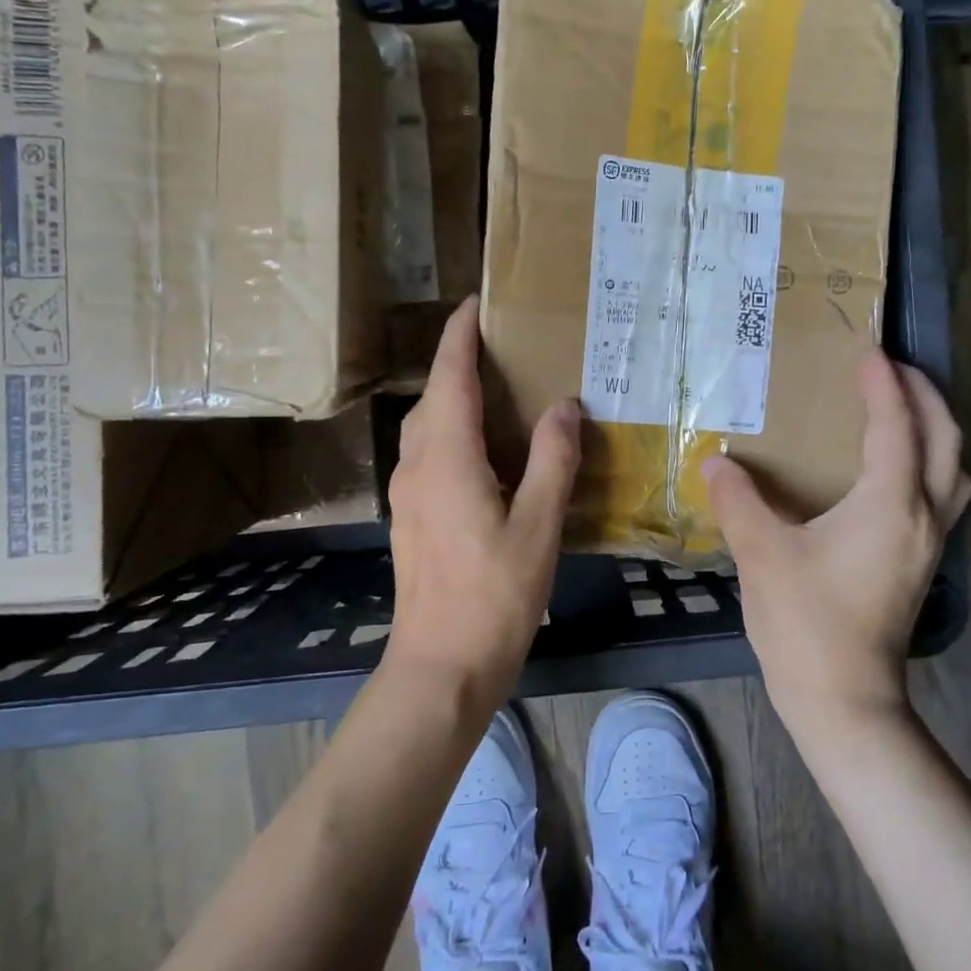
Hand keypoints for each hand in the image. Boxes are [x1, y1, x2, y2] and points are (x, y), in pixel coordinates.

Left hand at [385, 298, 580, 708]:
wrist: (440, 666)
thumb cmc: (493, 597)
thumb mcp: (537, 527)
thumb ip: (551, 460)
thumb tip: (564, 406)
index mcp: (447, 459)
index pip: (449, 378)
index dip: (459, 336)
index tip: (475, 303)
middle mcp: (417, 467)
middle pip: (433, 398)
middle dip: (457, 363)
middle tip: (500, 347)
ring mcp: (407, 495)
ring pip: (426, 427)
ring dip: (453, 399)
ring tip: (495, 392)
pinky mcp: (411, 519)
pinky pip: (428, 455)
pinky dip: (451, 432)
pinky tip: (485, 453)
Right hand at [702, 350, 970, 739]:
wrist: (843, 700)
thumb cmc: (806, 622)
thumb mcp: (763, 554)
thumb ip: (739, 500)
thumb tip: (716, 461)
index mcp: (890, 504)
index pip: (896, 426)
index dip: (883, 386)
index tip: (867, 353)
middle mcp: (923, 516)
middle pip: (946, 440)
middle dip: (925, 396)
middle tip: (893, 370)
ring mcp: (929, 544)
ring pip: (953, 470)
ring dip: (936, 431)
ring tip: (903, 411)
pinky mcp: (921, 564)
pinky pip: (942, 495)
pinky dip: (929, 465)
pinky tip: (893, 471)